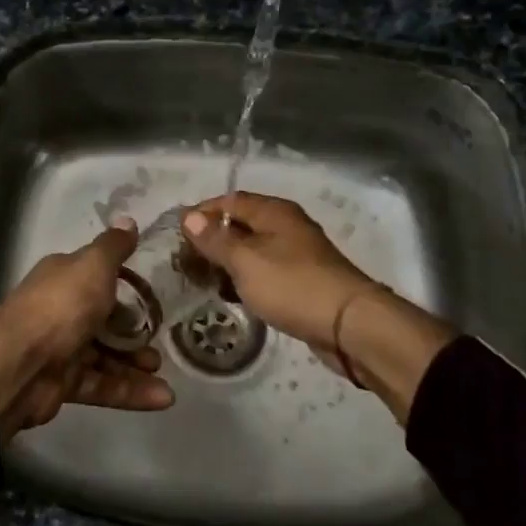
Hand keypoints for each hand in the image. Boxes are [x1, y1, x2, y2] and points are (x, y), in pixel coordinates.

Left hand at [0, 217, 174, 438]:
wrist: (18, 365)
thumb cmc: (60, 307)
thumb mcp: (93, 266)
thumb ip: (113, 247)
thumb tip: (127, 219)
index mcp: (63, 278)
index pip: (97, 277)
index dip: (124, 285)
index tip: (152, 295)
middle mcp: (60, 310)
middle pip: (103, 320)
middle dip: (134, 331)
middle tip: (160, 338)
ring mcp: (61, 349)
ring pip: (106, 356)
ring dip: (136, 365)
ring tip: (163, 372)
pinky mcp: (63, 384)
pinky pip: (102, 385)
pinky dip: (131, 392)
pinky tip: (162, 398)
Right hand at [184, 192, 456, 421]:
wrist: (349, 325)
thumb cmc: (293, 285)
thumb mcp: (245, 260)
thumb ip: (216, 239)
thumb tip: (189, 216)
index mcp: (274, 212)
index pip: (229, 201)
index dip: (201, 214)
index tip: (176, 236)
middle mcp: (286, 226)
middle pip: (241, 225)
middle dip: (212, 241)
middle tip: (185, 263)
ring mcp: (297, 254)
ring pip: (253, 251)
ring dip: (228, 263)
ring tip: (202, 282)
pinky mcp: (302, 281)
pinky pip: (265, 273)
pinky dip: (246, 280)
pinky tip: (232, 297)